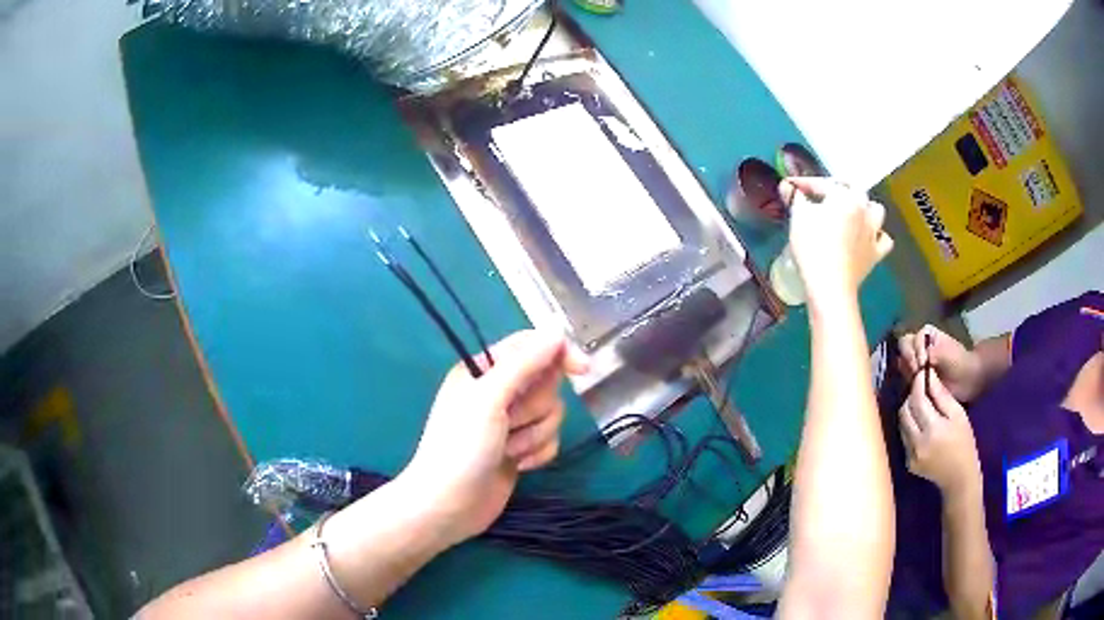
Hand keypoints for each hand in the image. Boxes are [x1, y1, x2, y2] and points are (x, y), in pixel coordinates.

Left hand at [400, 330, 588, 545]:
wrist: (450, 505)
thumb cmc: (461, 447)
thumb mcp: (489, 399)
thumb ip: (524, 364)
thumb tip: (556, 334)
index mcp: (483, 370)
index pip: (531, 346)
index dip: (559, 353)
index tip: (583, 369)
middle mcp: (498, 391)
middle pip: (546, 382)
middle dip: (534, 408)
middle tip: (509, 422)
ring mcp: (510, 423)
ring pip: (552, 413)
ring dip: (534, 434)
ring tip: (508, 450)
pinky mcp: (521, 449)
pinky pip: (550, 439)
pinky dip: (538, 452)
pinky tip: (518, 465)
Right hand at [779, 177, 893, 307]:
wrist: (830, 285)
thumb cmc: (813, 247)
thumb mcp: (798, 218)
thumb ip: (795, 198)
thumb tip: (788, 186)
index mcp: (844, 196)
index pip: (823, 184)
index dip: (805, 183)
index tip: (790, 187)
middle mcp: (863, 209)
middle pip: (855, 190)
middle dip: (839, 189)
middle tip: (823, 197)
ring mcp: (873, 232)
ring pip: (876, 210)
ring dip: (865, 208)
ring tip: (852, 214)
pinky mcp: (876, 254)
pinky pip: (884, 239)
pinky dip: (877, 236)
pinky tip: (868, 239)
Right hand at [898, 324, 985, 402]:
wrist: (967, 382)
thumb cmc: (960, 363)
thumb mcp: (950, 354)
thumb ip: (936, 352)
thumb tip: (923, 359)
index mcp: (927, 335)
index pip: (913, 338)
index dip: (915, 350)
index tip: (923, 364)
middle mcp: (919, 345)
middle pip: (904, 347)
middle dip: (909, 359)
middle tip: (916, 373)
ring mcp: (916, 361)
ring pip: (902, 361)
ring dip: (907, 371)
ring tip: (916, 381)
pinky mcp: (915, 378)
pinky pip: (905, 377)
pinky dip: (907, 381)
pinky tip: (915, 387)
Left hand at [898, 370, 980, 494]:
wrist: (959, 477)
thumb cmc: (964, 442)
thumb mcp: (958, 415)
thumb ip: (941, 395)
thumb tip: (928, 375)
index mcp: (932, 430)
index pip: (917, 400)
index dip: (917, 384)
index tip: (922, 374)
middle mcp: (917, 444)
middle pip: (904, 411)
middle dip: (911, 397)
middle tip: (922, 390)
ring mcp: (910, 455)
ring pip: (901, 424)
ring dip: (909, 411)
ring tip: (922, 405)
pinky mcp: (908, 463)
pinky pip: (904, 437)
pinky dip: (910, 426)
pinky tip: (921, 424)